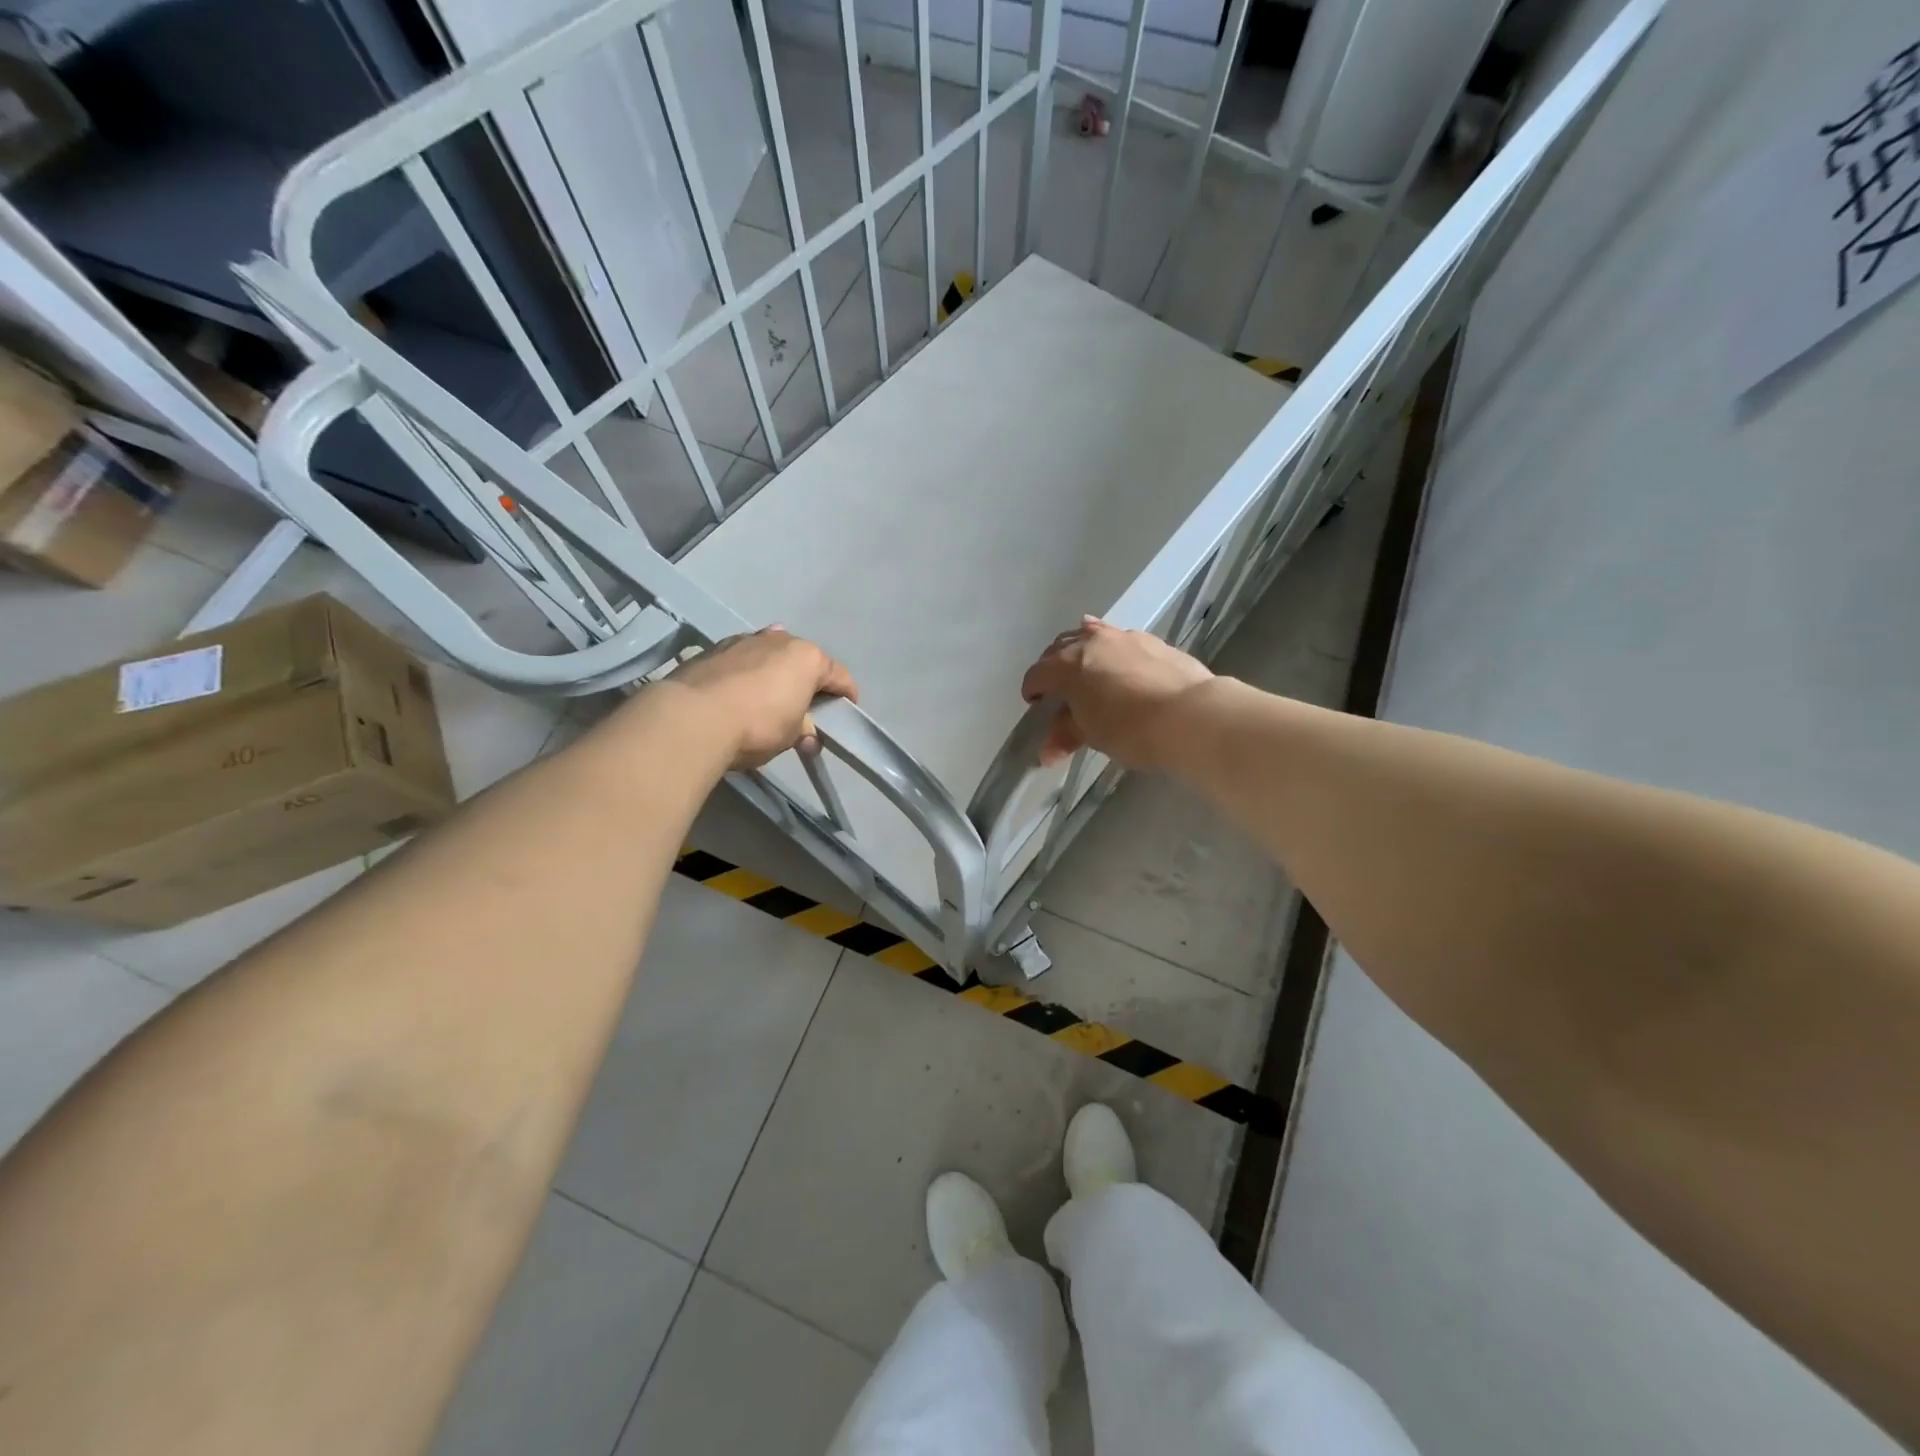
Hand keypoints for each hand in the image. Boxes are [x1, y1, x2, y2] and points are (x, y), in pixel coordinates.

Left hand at [662, 627, 857, 769]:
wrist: (693, 717)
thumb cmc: (757, 725)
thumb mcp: (791, 735)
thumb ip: (804, 729)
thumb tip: (806, 735)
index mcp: (808, 658)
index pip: (839, 675)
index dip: (846, 695)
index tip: (846, 711)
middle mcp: (780, 640)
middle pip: (803, 661)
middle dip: (807, 682)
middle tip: (805, 710)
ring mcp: (744, 641)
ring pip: (770, 655)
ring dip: (775, 674)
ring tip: (769, 699)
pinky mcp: (713, 649)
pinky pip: (742, 661)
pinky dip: (747, 674)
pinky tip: (739, 692)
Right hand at [1020, 617, 1212, 770]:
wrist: (1192, 716)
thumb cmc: (1130, 730)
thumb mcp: (1092, 735)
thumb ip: (1067, 734)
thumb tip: (1047, 751)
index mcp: (1067, 664)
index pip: (1037, 674)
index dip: (1032, 691)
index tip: (1035, 706)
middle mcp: (1091, 641)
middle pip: (1060, 647)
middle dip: (1054, 667)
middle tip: (1059, 690)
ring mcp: (1124, 637)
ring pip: (1092, 636)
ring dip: (1083, 653)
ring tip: (1088, 673)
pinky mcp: (1153, 642)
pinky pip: (1121, 642)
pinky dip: (1113, 654)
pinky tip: (1123, 671)